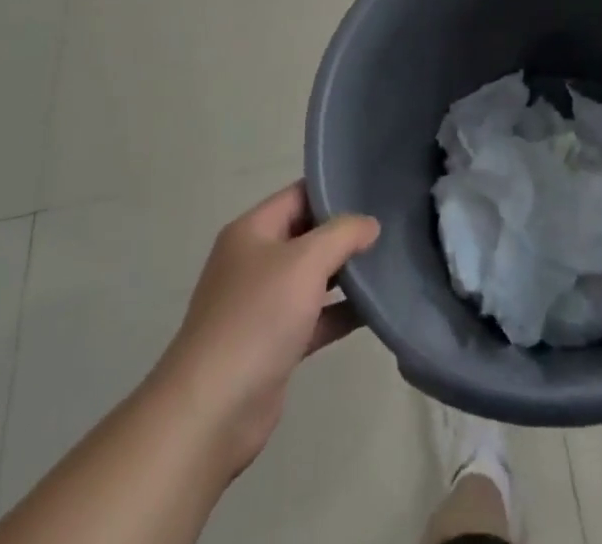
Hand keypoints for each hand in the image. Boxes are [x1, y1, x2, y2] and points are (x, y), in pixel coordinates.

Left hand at [153, 183, 379, 481]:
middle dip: (344, 233)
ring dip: (345, 273)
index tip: (374, 190)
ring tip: (389, 263)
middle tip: (389, 226)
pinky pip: (314, 317)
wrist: (212, 412)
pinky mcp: (273, 345)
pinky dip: (340, 312)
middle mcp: (254, 261)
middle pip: (307, 235)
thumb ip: (343, 234)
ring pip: (312, 278)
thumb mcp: (306, 261)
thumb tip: (370, 224)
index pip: (299, 194)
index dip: (334, 190)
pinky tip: (374, 310)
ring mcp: (262, 305)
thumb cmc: (257, 318)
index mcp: (252, 231)